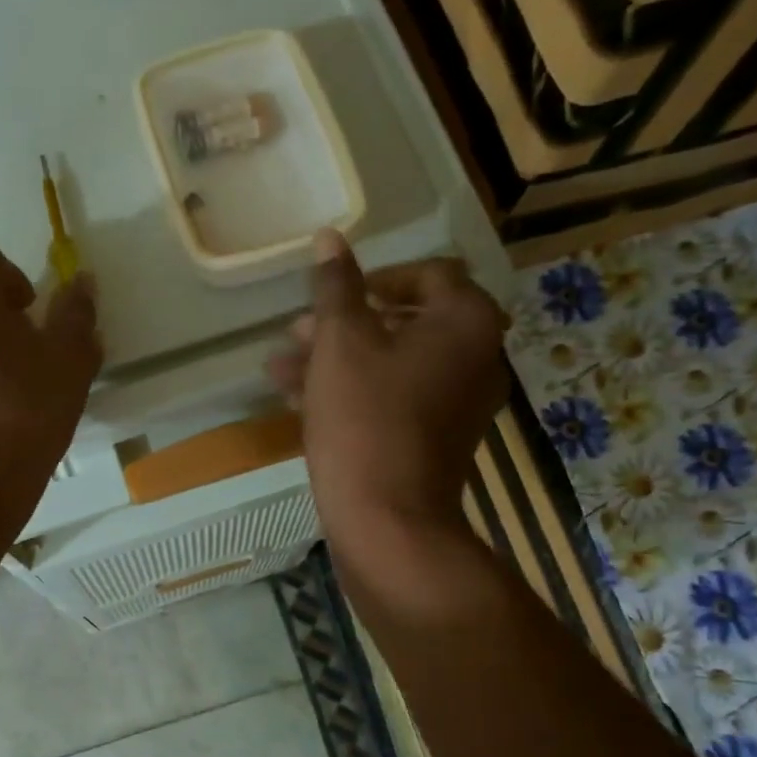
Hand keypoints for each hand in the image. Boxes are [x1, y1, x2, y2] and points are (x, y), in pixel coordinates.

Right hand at [268, 229, 508, 565]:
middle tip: (296, 333)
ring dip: (337, 360)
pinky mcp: (435, 439)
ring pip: (392, 364)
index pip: (428, 274)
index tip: (333, 294)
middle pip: (405, 322)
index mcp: (466, 323)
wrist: (387, 519)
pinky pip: (394, 399)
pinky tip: (297, 400)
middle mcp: (474, 358)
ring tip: (281, 369)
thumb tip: (329, 237)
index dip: (375, 277)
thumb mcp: (341, 343)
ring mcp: (457, 403)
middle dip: (343, 324)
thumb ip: (336, 287)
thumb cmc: (365, 419)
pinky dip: (353, 392)